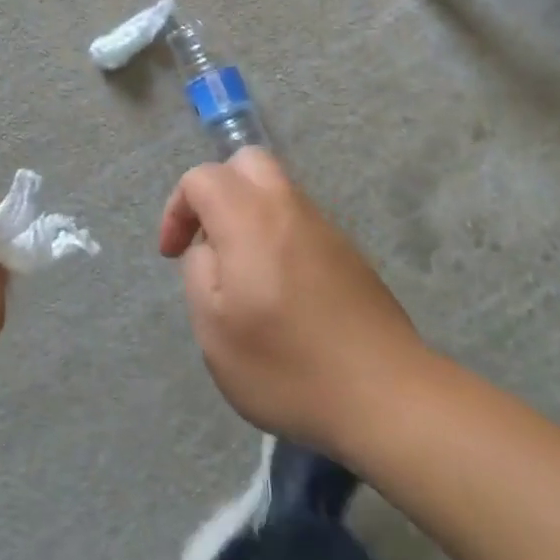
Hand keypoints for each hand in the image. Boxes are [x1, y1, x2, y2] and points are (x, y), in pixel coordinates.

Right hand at [159, 148, 424, 456]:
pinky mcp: (349, 254)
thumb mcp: (214, 329)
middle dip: (217, 190)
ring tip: (241, 272)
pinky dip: (277, 235)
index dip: (177, 209)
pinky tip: (280, 290)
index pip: (202, 177)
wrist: (386, 397)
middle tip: (208, 239)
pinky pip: (301, 222)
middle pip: (248, 163)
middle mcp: (290, 210)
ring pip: (278, 191)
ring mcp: (326, 229)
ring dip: (248, 213)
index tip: (173, 254)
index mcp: (251, 219)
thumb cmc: (287, 366)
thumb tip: (210, 248)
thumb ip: (198, 271)